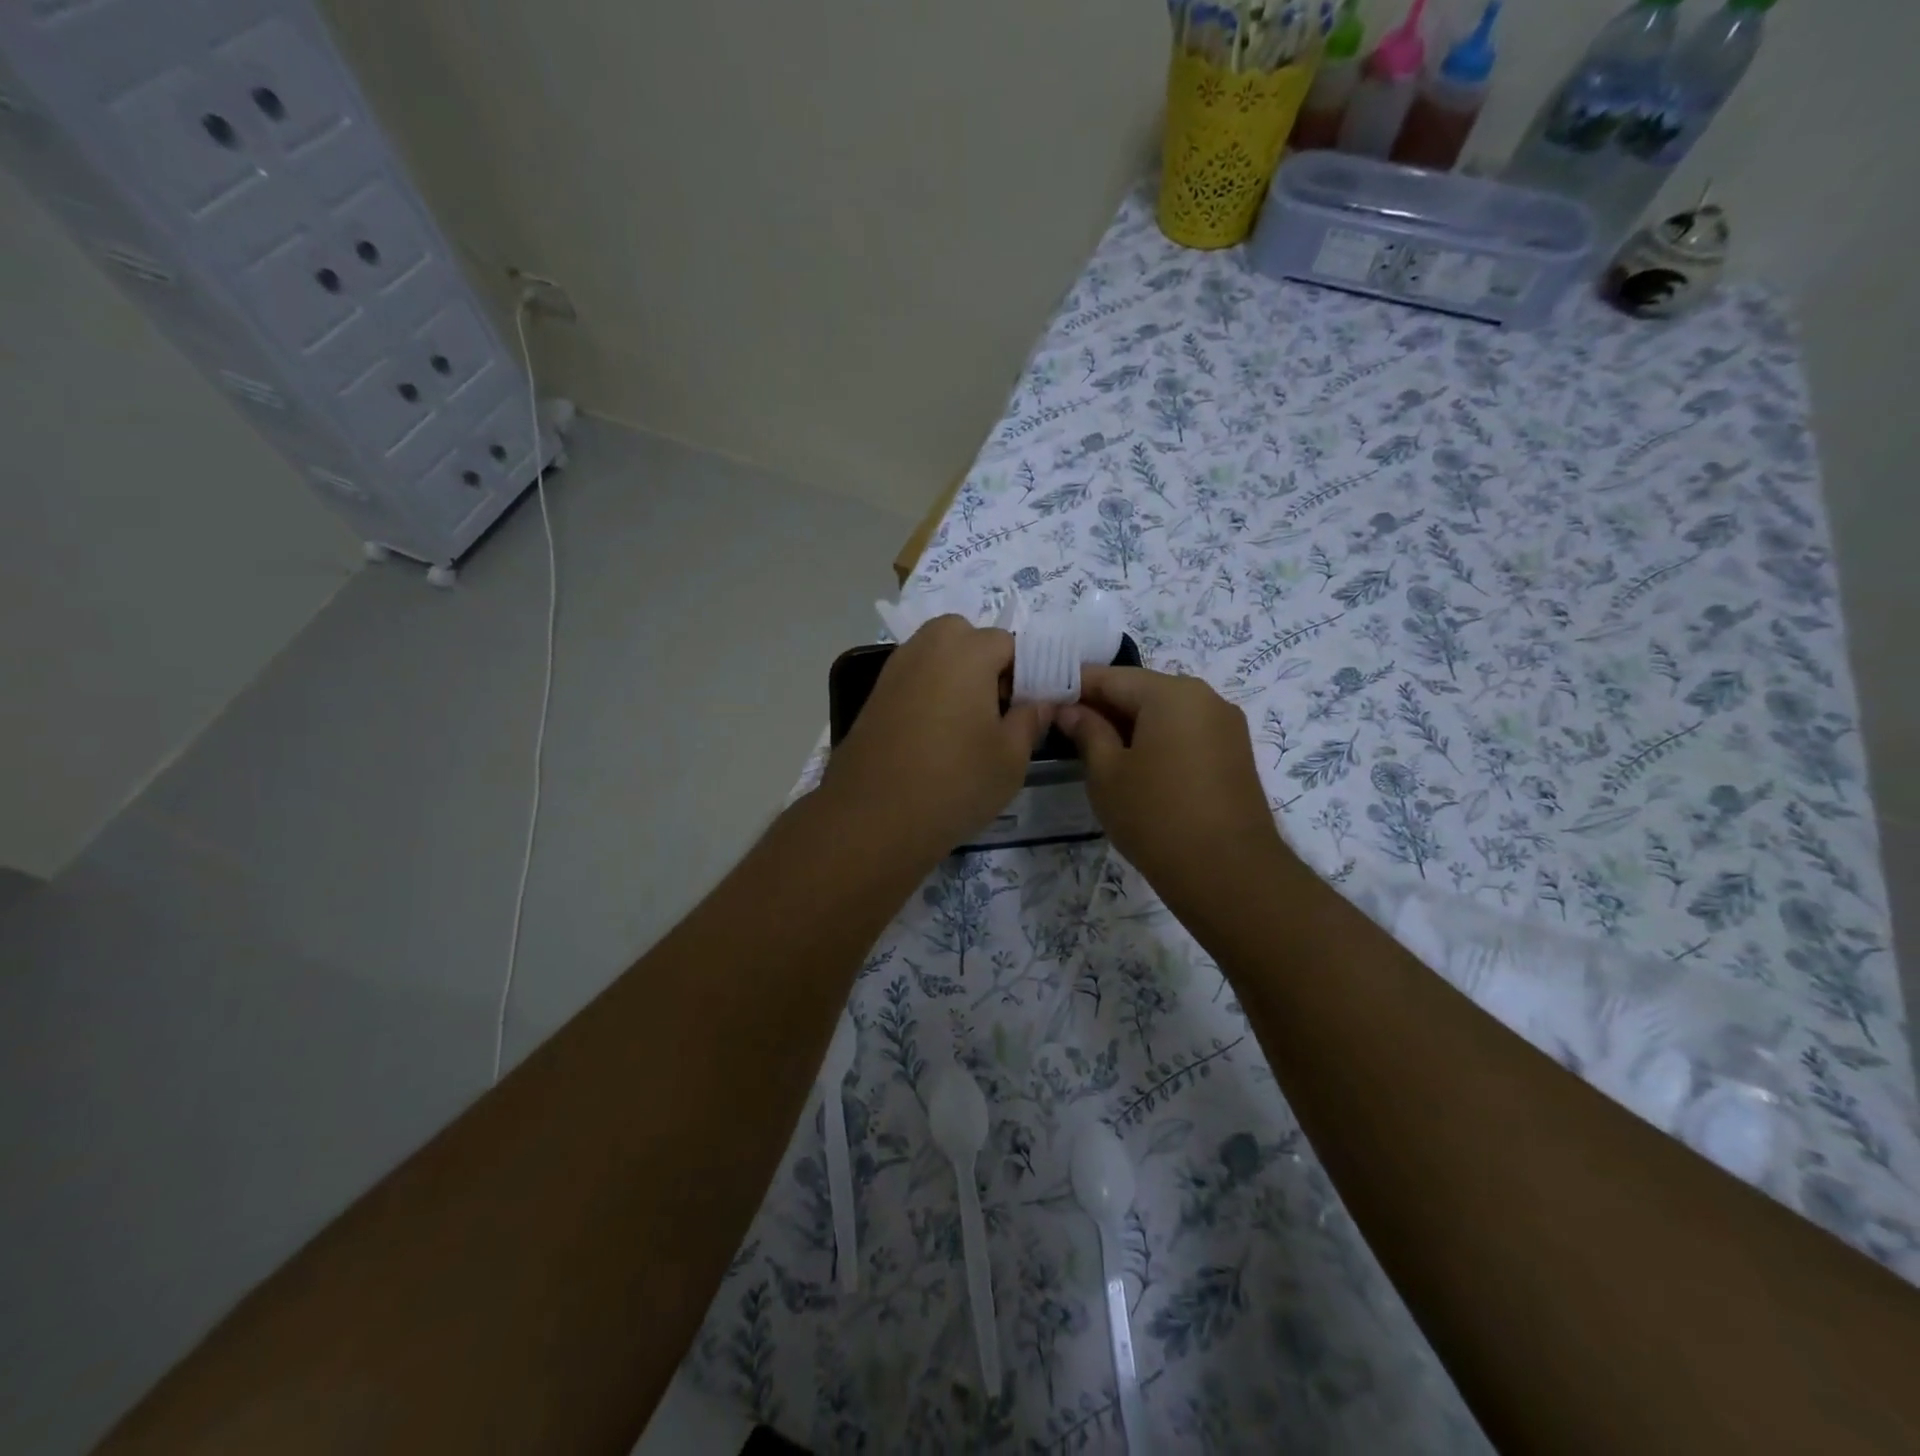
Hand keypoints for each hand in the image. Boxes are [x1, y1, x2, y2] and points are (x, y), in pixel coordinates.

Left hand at [820, 616, 1050, 865]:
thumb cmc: (953, 783)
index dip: (1023, 674)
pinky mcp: (875, 694)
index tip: (1024, 710)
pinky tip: (934, 735)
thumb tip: (1039, 703)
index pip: (1009, 643)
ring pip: (937, 655)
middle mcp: (927, 647)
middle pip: (966, 637)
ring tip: (965, 726)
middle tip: (994, 711)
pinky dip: (929, 692)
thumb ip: (1030, 720)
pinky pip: (914, 678)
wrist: (872, 818)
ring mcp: (895, 669)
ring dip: (956, 676)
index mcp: (967, 651)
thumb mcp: (1010, 759)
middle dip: (985, 663)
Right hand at [1058, 666, 1288, 907]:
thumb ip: (1086, 731)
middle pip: (1141, 690)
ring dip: (1129, 724)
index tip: (1044, 700)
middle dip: (1102, 705)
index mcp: (1171, 692)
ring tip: (1095, 748)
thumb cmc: (1155, 816)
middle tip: (1064, 727)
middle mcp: (1205, 697)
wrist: (1228, 873)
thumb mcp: (1106, 773)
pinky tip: (1133, 764)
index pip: (1110, 676)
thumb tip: (1070, 710)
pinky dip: (1156, 740)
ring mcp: (1225, 725)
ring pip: (1164, 712)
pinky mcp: (1234, 753)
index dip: (1073, 686)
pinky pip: (1185, 732)